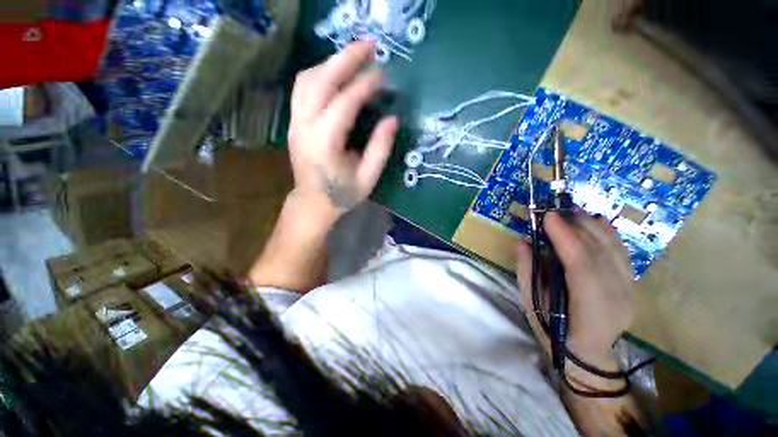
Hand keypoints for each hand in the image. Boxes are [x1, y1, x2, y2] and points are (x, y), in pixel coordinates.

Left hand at [288, 41, 398, 221]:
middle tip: (369, 46)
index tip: (382, 74)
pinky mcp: (294, 122)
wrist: (313, 203)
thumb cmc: (342, 194)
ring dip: (331, 63)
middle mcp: (306, 127)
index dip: (364, 85)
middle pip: (321, 81)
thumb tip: (392, 119)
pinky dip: (320, 74)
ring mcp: (296, 122)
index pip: (344, 103)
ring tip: (354, 57)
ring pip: (307, 79)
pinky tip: (335, 74)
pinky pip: (303, 88)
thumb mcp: (368, 178)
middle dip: (345, 59)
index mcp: (326, 144)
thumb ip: (380, 148)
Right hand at [517, 212, 635, 370]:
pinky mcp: (631, 285)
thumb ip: (527, 270)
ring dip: (592, 225)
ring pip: (613, 249)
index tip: (548, 216)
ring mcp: (629, 291)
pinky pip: (621, 252)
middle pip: (600, 253)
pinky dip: (609, 233)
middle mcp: (616, 298)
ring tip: (572, 210)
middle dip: (577, 226)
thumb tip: (524, 241)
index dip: (565, 237)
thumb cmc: (552, 330)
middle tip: (555, 209)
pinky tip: (595, 220)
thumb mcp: (531, 303)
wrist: (586, 354)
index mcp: (588, 308)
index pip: (581, 265)